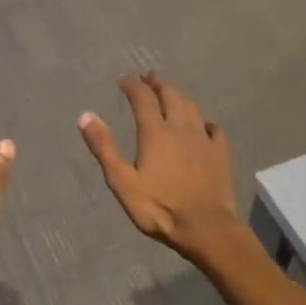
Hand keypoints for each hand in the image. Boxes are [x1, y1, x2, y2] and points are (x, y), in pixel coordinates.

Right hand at [78, 73, 242, 259]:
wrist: (205, 227)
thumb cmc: (159, 207)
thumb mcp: (122, 181)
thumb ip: (104, 147)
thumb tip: (85, 115)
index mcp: (155, 132)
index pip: (142, 98)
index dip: (132, 85)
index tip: (123, 79)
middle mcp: (181, 128)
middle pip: (170, 95)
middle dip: (158, 83)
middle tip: (149, 77)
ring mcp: (204, 139)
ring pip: (192, 107)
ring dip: (179, 96)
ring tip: (171, 94)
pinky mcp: (220, 153)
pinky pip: (213, 129)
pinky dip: (204, 121)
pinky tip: (203, 126)